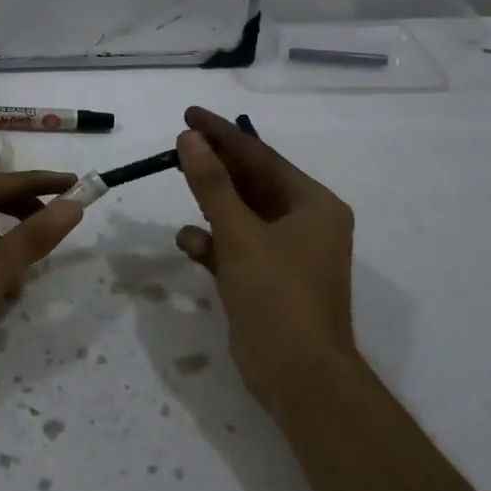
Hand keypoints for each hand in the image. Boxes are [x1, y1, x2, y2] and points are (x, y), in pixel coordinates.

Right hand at [174, 106, 359, 409]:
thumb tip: (191, 139)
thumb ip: (212, 185)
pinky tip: (190, 244)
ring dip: (211, 206)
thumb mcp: (240, 234)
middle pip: (251, 182)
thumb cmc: (277, 295)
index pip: (260, 156)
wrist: (299, 376)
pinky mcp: (268, 279)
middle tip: (178, 144)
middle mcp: (305, 222)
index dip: (222, 133)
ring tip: (179, 188)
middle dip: (214, 167)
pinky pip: (237, 247)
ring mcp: (287, 253)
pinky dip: (214, 243)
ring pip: (241, 215)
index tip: (188, 115)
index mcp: (312, 204)